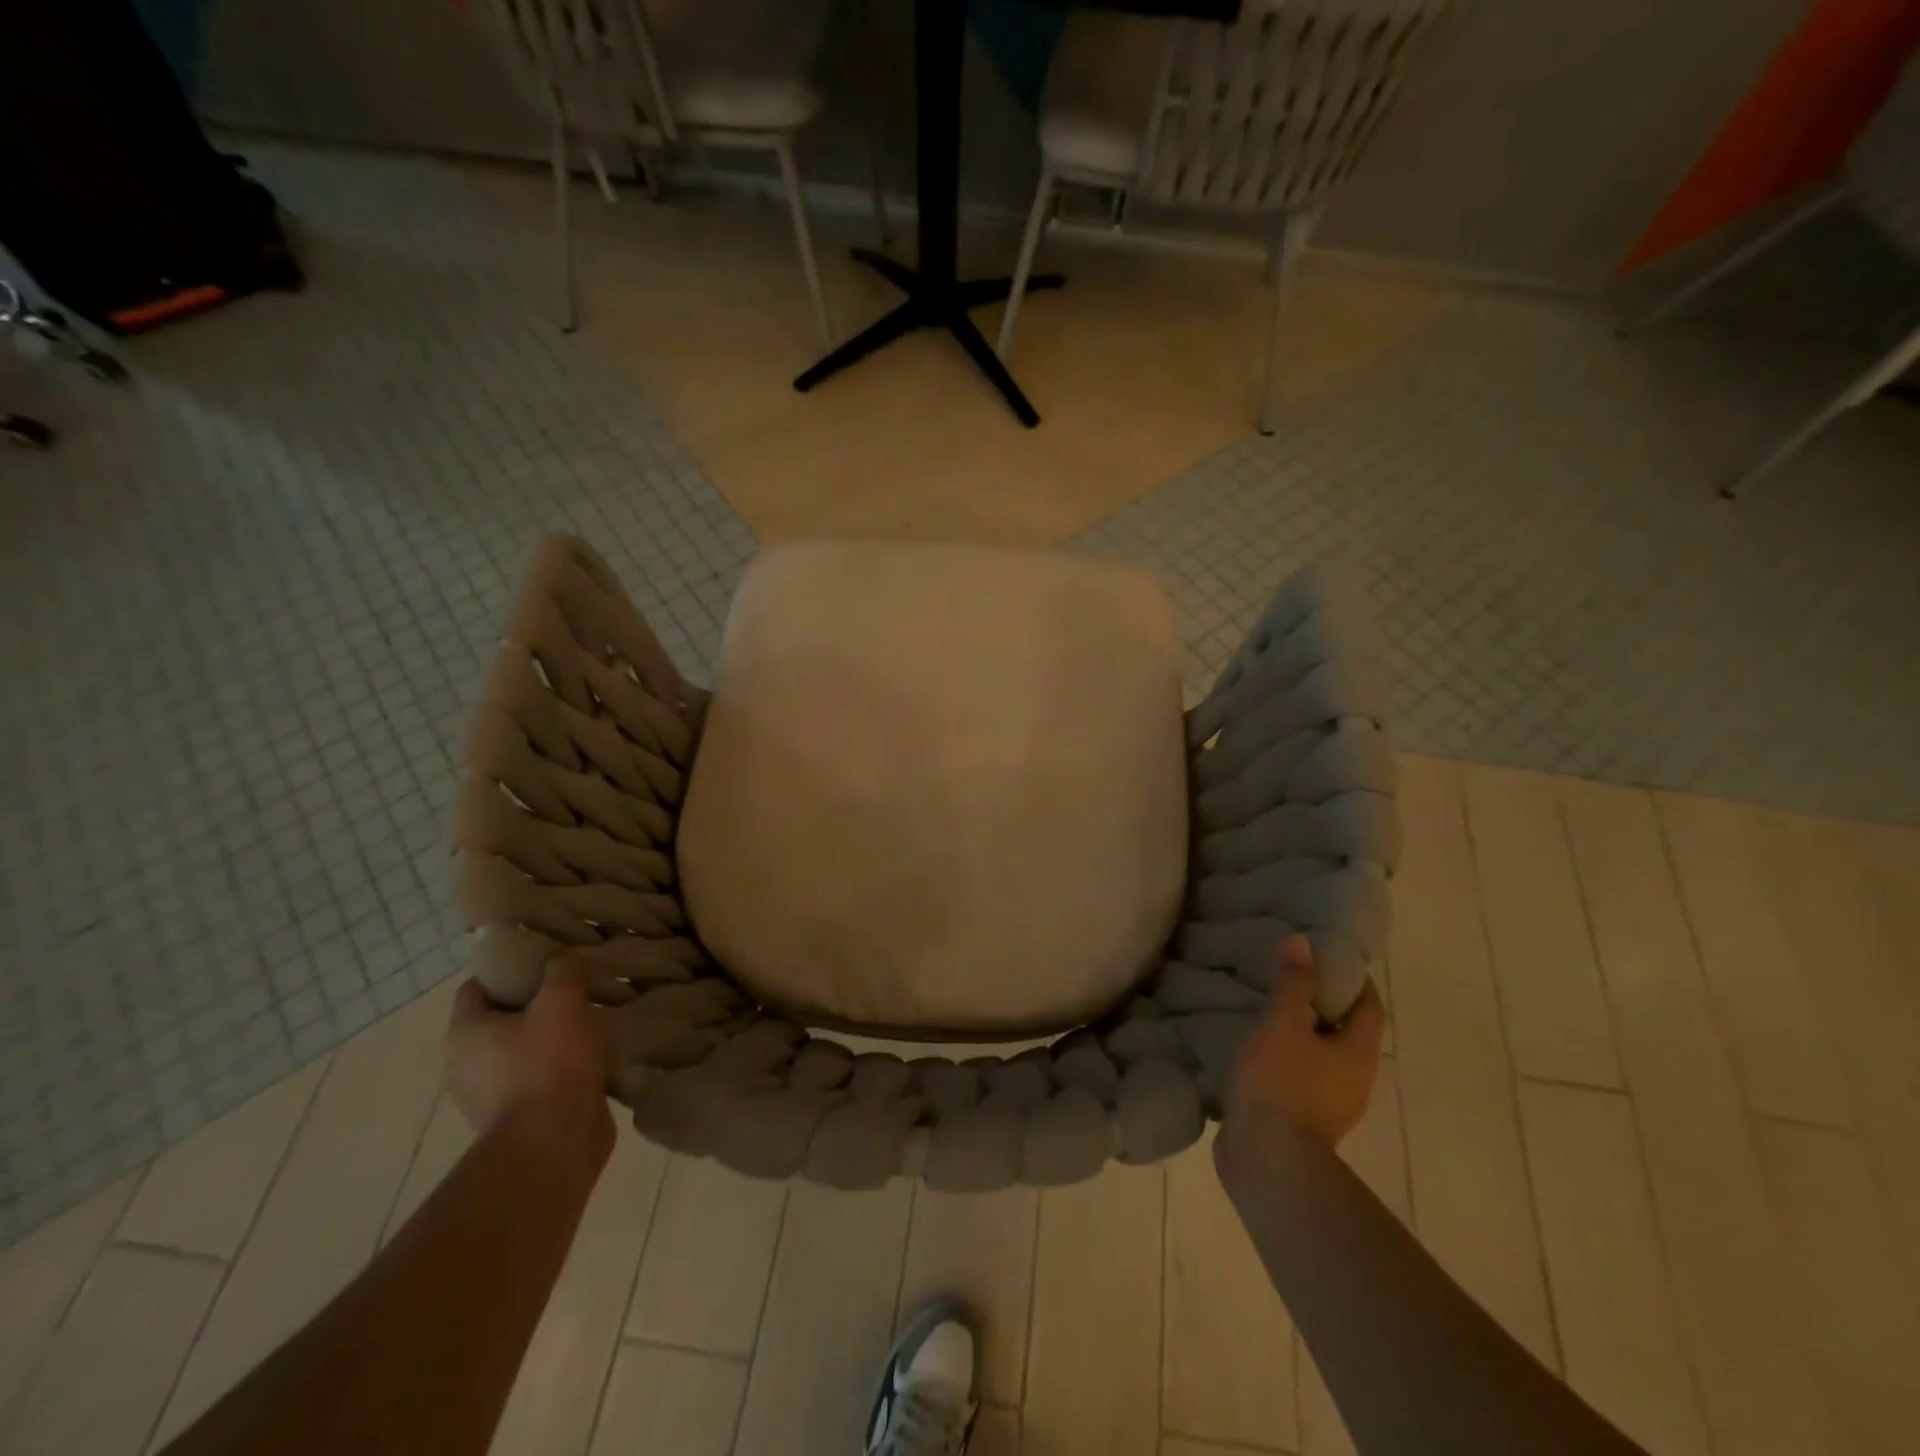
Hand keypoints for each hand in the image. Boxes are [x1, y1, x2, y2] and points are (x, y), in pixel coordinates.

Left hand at [445, 959, 613, 1147]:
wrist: (556, 1142)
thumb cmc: (549, 1064)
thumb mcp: (562, 1001)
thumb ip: (562, 970)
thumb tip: (563, 960)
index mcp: (464, 1035)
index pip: (476, 987)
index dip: (507, 968)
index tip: (545, 960)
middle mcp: (465, 1066)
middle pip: (500, 1018)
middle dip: (534, 1002)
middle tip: (573, 987)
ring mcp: (490, 1096)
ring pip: (521, 1049)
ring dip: (550, 1035)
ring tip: (589, 1019)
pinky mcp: (518, 1117)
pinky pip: (537, 1077)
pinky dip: (559, 1065)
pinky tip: (591, 1054)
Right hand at [1220, 936, 1384, 1151]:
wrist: (1268, 1161)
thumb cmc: (1282, 1082)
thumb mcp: (1283, 1022)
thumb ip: (1293, 983)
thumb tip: (1304, 943)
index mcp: (1359, 1053)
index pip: (1369, 1007)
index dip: (1353, 980)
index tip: (1327, 957)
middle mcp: (1354, 1080)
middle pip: (1346, 1033)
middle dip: (1322, 1005)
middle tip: (1289, 978)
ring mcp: (1330, 1106)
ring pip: (1320, 1058)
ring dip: (1299, 1035)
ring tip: (1265, 1011)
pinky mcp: (1302, 1123)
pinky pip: (1298, 1080)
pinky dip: (1282, 1061)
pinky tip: (1253, 1051)